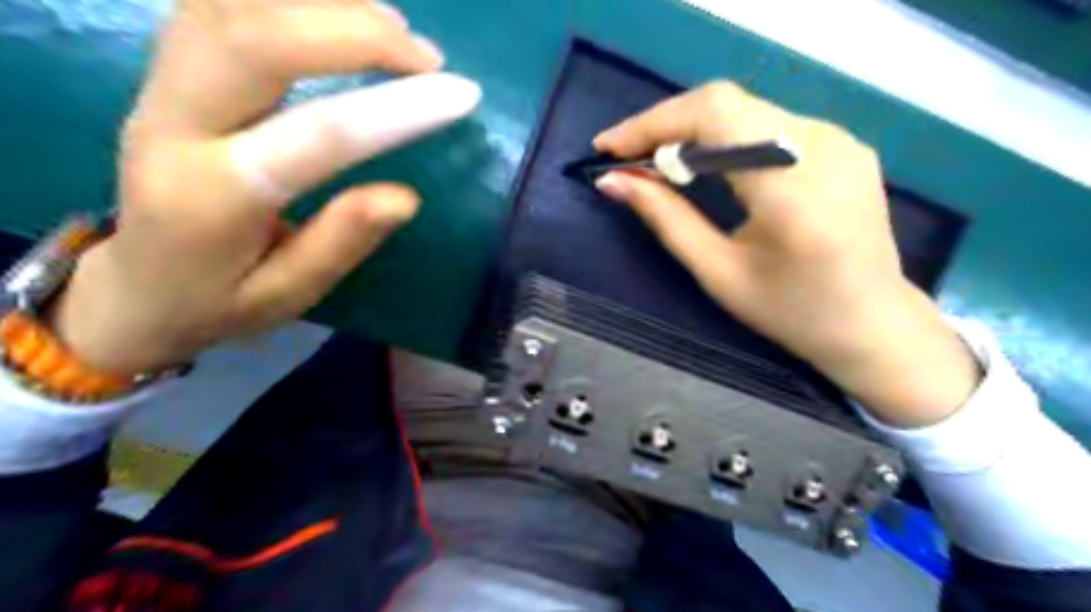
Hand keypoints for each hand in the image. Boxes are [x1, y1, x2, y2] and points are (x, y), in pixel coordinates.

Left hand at [47, 1, 480, 374]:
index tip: (460, 95)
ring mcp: (160, 85)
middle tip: (427, 56)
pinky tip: (340, 15)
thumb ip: (341, 242)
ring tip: (396, 29)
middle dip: (354, 30)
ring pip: (232, 4)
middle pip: (254, 35)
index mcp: (214, 197)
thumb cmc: (218, 300)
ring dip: (325, 4)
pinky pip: (221, 4)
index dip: (394, 108)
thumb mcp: (289, 295)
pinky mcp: (168, 70)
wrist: (134, 285)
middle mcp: (174, 124)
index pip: (314, 133)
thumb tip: (406, 197)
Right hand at [595, 82, 981, 427]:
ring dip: (690, 129)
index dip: (652, 123)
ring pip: (744, 109)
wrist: (873, 326)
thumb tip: (614, 181)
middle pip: (726, 103)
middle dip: (665, 125)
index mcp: (792, 186)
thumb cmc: (791, 312)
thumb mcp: (718, 272)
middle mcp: (822, 144)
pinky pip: (766, 123)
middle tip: (626, 156)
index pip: (713, 117)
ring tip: (655, 161)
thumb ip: (665, 218)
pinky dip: (723, 136)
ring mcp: (838, 137)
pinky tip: (703, 163)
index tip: (608, 148)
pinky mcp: (841, 143)